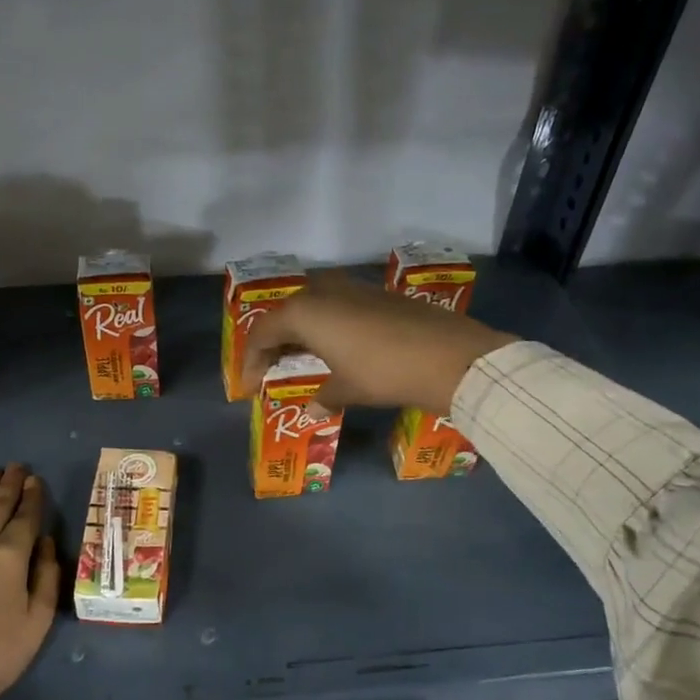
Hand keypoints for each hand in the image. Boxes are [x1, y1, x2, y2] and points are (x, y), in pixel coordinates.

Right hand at [243, 275, 515, 413]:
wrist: (450, 357)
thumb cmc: (384, 373)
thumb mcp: (348, 389)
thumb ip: (324, 397)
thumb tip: (313, 410)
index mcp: (305, 312)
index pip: (262, 333)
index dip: (251, 361)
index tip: (249, 388)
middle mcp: (323, 292)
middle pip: (285, 313)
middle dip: (274, 341)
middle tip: (270, 368)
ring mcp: (353, 289)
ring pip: (312, 305)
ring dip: (301, 330)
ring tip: (301, 356)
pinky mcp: (378, 295)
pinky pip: (337, 306)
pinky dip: (327, 325)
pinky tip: (337, 347)